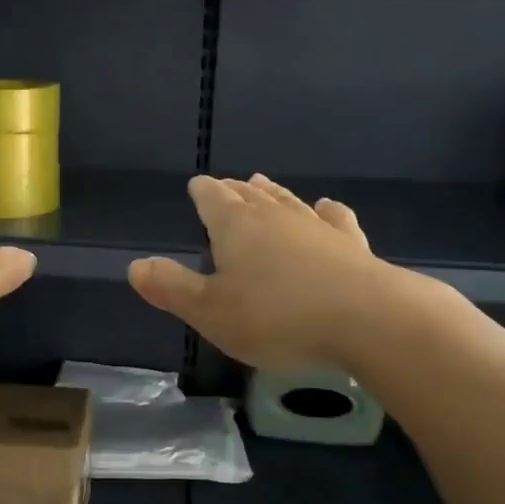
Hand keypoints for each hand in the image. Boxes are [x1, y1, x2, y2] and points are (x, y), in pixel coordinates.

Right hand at [130, 173, 439, 371]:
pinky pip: (334, 219)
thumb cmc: (277, 317)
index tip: (196, 186)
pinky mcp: (352, 245)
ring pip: (286, 201)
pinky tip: (326, 207)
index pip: (211, 197)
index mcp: (235, 225)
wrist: (369, 320)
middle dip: (233, 190)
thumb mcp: (211, 312)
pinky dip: (325, 211)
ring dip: (271, 192)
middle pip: (248, 194)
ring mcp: (316, 227)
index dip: (201, 191)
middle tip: (225, 186)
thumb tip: (135, 265)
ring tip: (261, 183)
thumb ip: (171, 288)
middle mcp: (274, 216)